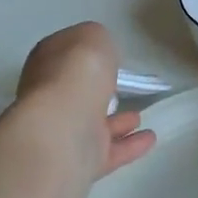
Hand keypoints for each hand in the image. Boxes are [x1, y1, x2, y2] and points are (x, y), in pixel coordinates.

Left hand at [14, 22, 156, 179]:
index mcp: (47, 62)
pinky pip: (109, 150)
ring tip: (140, 115)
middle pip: (76, 91)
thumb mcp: (93, 37)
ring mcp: (63, 131)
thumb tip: (99, 55)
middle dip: (96, 91)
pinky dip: (130, 145)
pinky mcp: (79, 160)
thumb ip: (98, 42)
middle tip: (120, 87)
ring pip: (92, 123)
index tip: (108, 56)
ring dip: (116, 121)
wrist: (63, 127)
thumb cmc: (77, 72)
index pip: (66, 54)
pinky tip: (150, 138)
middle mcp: (50, 96)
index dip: (85, 54)